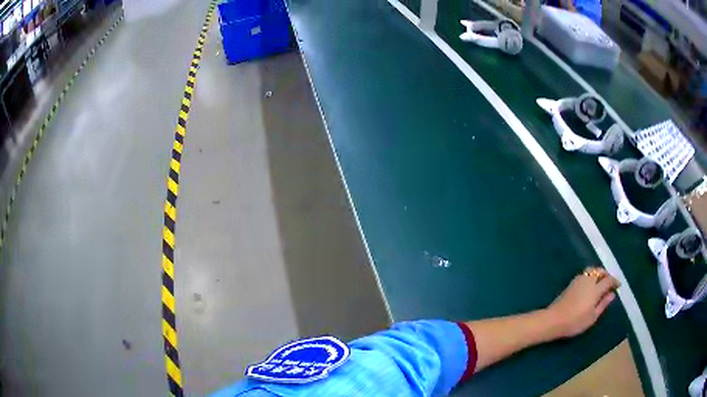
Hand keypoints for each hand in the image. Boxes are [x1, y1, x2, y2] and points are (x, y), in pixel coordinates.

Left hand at [546, 267, 620, 337]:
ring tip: (601, 283)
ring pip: (591, 270)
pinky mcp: (571, 283)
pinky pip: (585, 274)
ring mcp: (578, 280)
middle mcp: (588, 280)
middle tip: (610, 283)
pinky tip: (591, 285)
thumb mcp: (592, 316)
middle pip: (599, 271)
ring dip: (598, 273)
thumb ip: (603, 304)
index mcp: (595, 288)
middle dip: (606, 274)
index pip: (608, 280)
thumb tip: (612, 294)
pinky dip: (591, 275)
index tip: (618, 285)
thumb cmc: (575, 321)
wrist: (553, 319)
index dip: (614, 281)